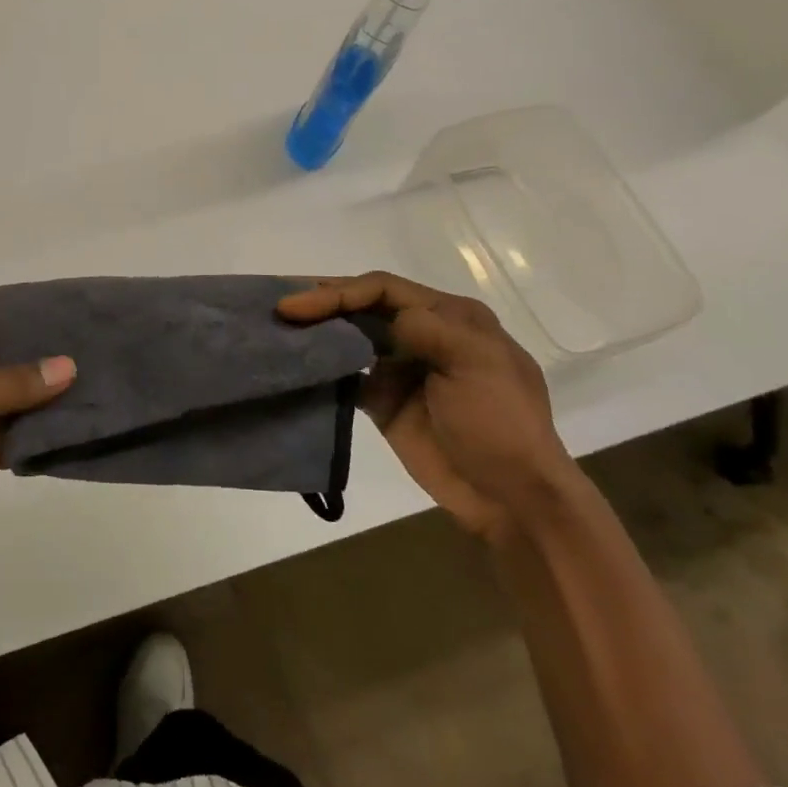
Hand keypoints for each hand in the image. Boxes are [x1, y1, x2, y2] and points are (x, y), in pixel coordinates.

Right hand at [278, 272, 571, 541]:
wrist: (511, 498)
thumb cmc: (501, 423)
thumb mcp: (476, 364)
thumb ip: (427, 329)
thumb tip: (382, 320)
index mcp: (449, 317)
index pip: (383, 288)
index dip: (338, 291)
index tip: (297, 305)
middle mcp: (422, 334)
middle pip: (362, 307)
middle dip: (321, 302)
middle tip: (277, 306)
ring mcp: (401, 368)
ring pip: (350, 337)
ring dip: (316, 331)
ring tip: (276, 329)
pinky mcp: (383, 402)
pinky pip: (345, 375)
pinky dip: (321, 368)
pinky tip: (295, 365)